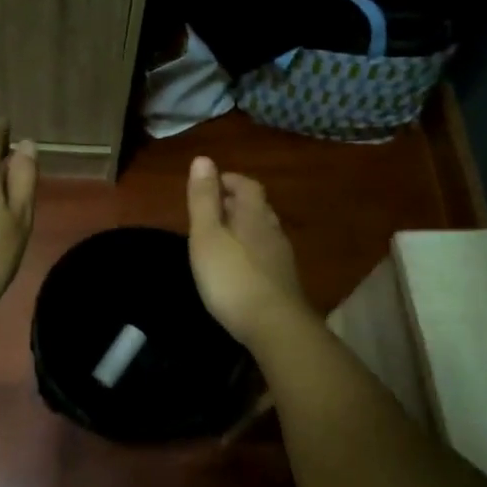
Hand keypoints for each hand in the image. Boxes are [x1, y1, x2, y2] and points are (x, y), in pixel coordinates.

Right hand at [186, 156, 307, 345]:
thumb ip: (203, 200)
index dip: (230, 180)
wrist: (276, 327)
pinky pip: (266, 255)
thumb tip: (203, 159)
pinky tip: (240, 267)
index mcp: (254, 215)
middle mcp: (272, 231)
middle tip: (213, 210)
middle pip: (257, 207)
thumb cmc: (232, 277)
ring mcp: (282, 258)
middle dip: (236, 203)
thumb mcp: (207, 236)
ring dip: (245, 228)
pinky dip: (251, 251)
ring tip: (224, 237)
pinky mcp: (284, 283)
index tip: (212, 183)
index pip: (248, 185)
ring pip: (263, 232)